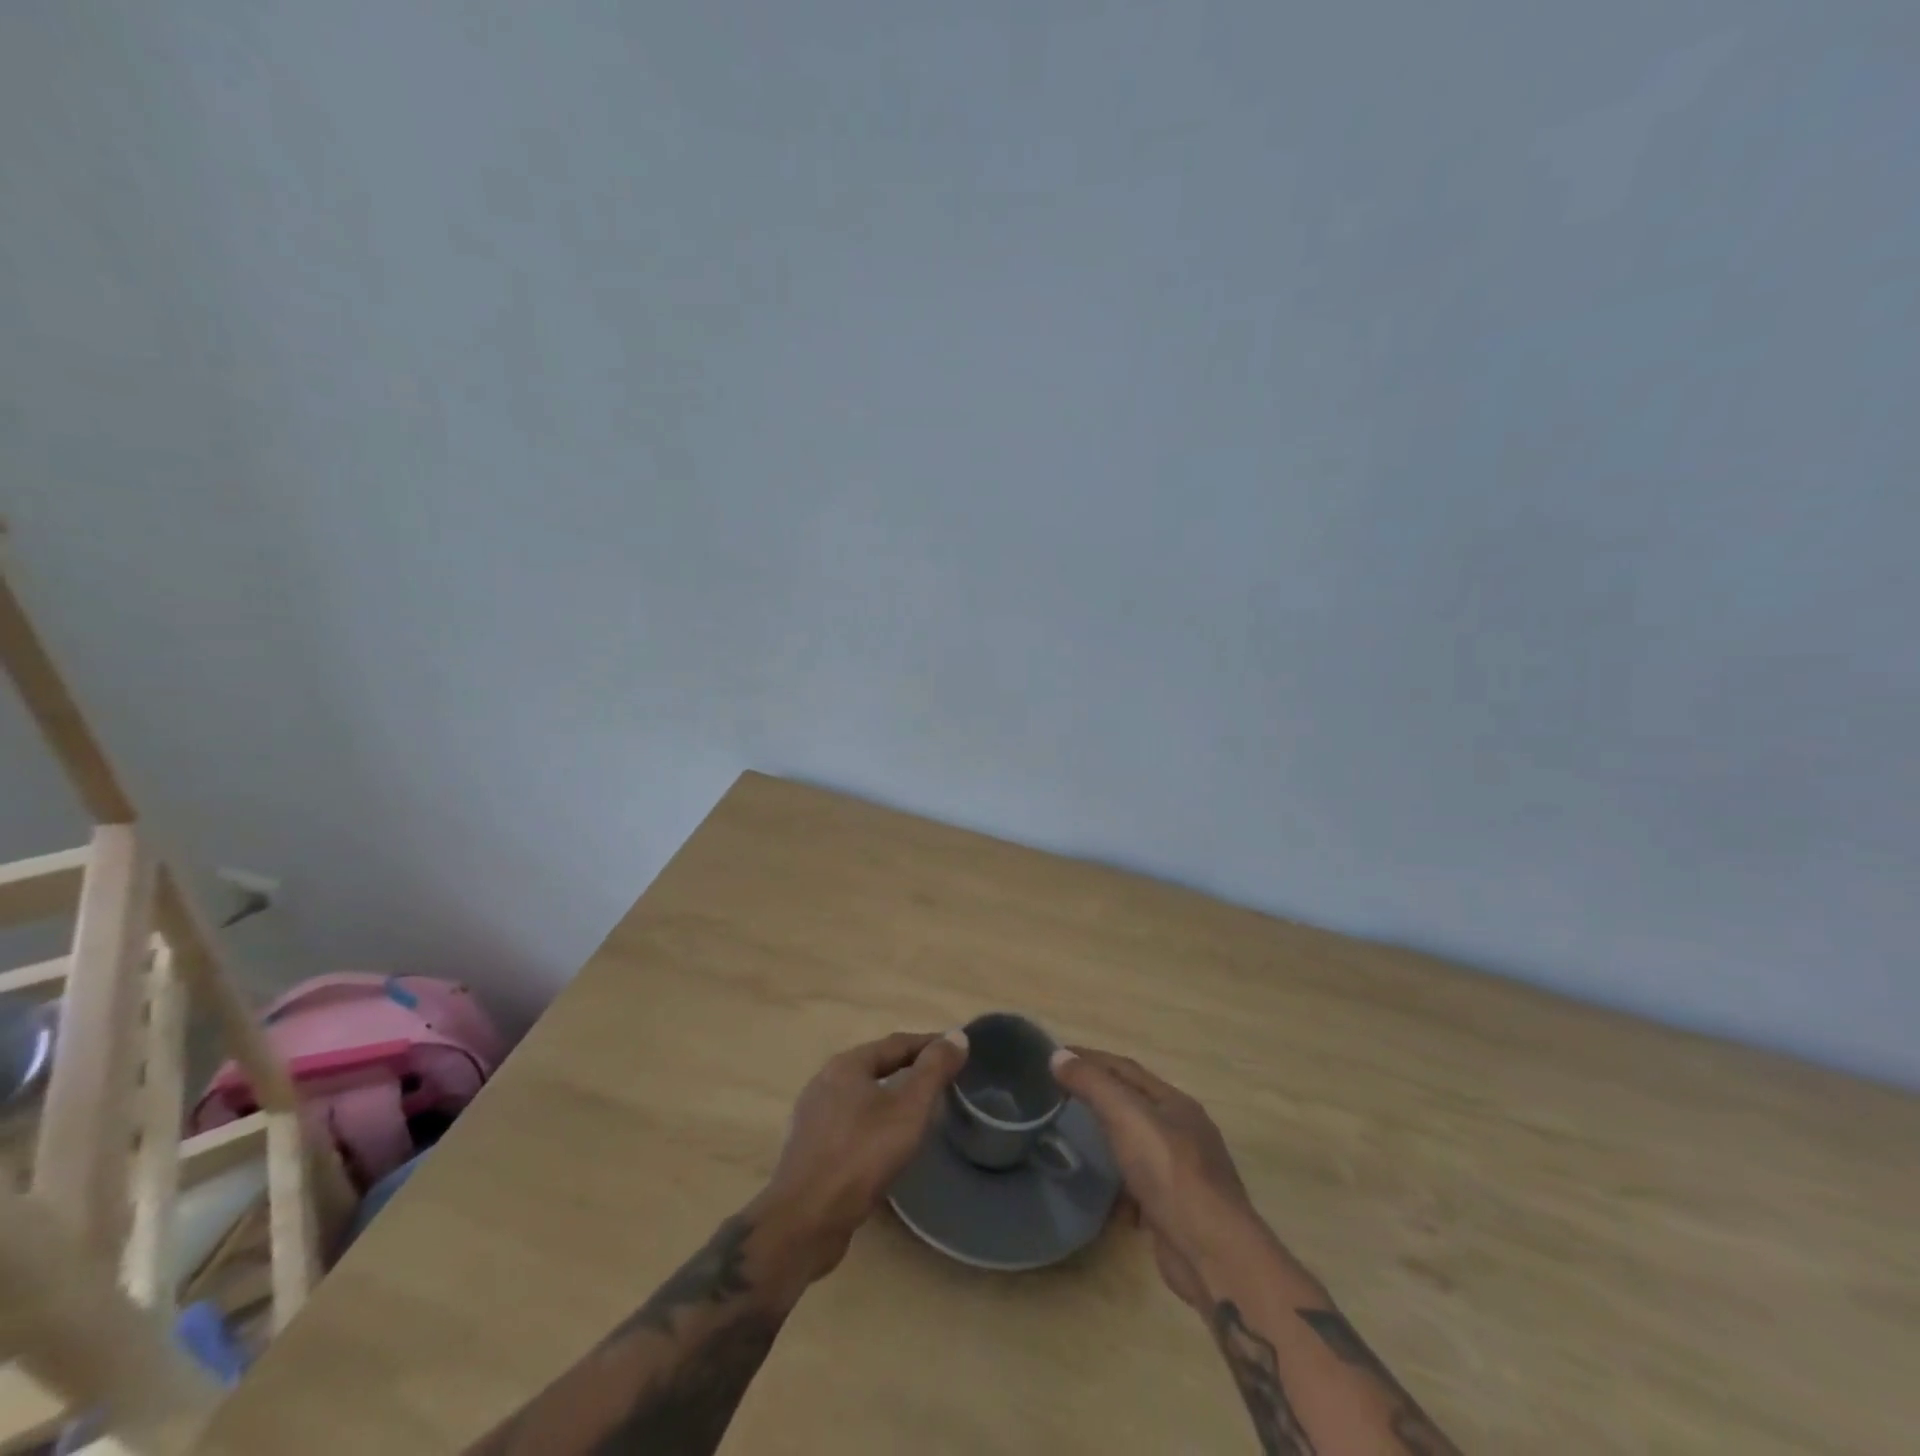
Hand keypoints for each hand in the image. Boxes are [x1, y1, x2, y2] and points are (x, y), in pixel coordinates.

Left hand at [755, 1030, 967, 1280]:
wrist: (804, 1221)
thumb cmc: (862, 1155)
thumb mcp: (908, 1109)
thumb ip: (934, 1070)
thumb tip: (958, 1036)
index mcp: (846, 1065)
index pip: (896, 1043)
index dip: (929, 1044)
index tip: (956, 1050)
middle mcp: (824, 1082)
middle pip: (875, 1066)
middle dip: (908, 1068)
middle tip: (940, 1078)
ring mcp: (812, 1117)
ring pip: (861, 1096)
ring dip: (889, 1096)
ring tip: (917, 1109)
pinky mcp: (809, 1149)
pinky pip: (849, 1123)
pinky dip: (873, 1122)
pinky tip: (884, 1141)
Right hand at [1050, 1047, 1261, 1309]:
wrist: (1212, 1254)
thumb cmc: (1169, 1172)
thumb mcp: (1127, 1116)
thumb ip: (1093, 1084)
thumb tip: (1058, 1055)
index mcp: (1175, 1103)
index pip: (1125, 1068)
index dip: (1090, 1058)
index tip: (1056, 1055)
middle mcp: (1183, 1133)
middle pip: (1133, 1105)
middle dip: (1098, 1097)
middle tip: (1059, 1096)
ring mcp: (1182, 1174)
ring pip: (1136, 1147)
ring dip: (1107, 1142)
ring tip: (1073, 1142)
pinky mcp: (1176, 1210)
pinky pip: (1140, 1187)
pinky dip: (1119, 1186)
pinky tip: (1102, 1195)